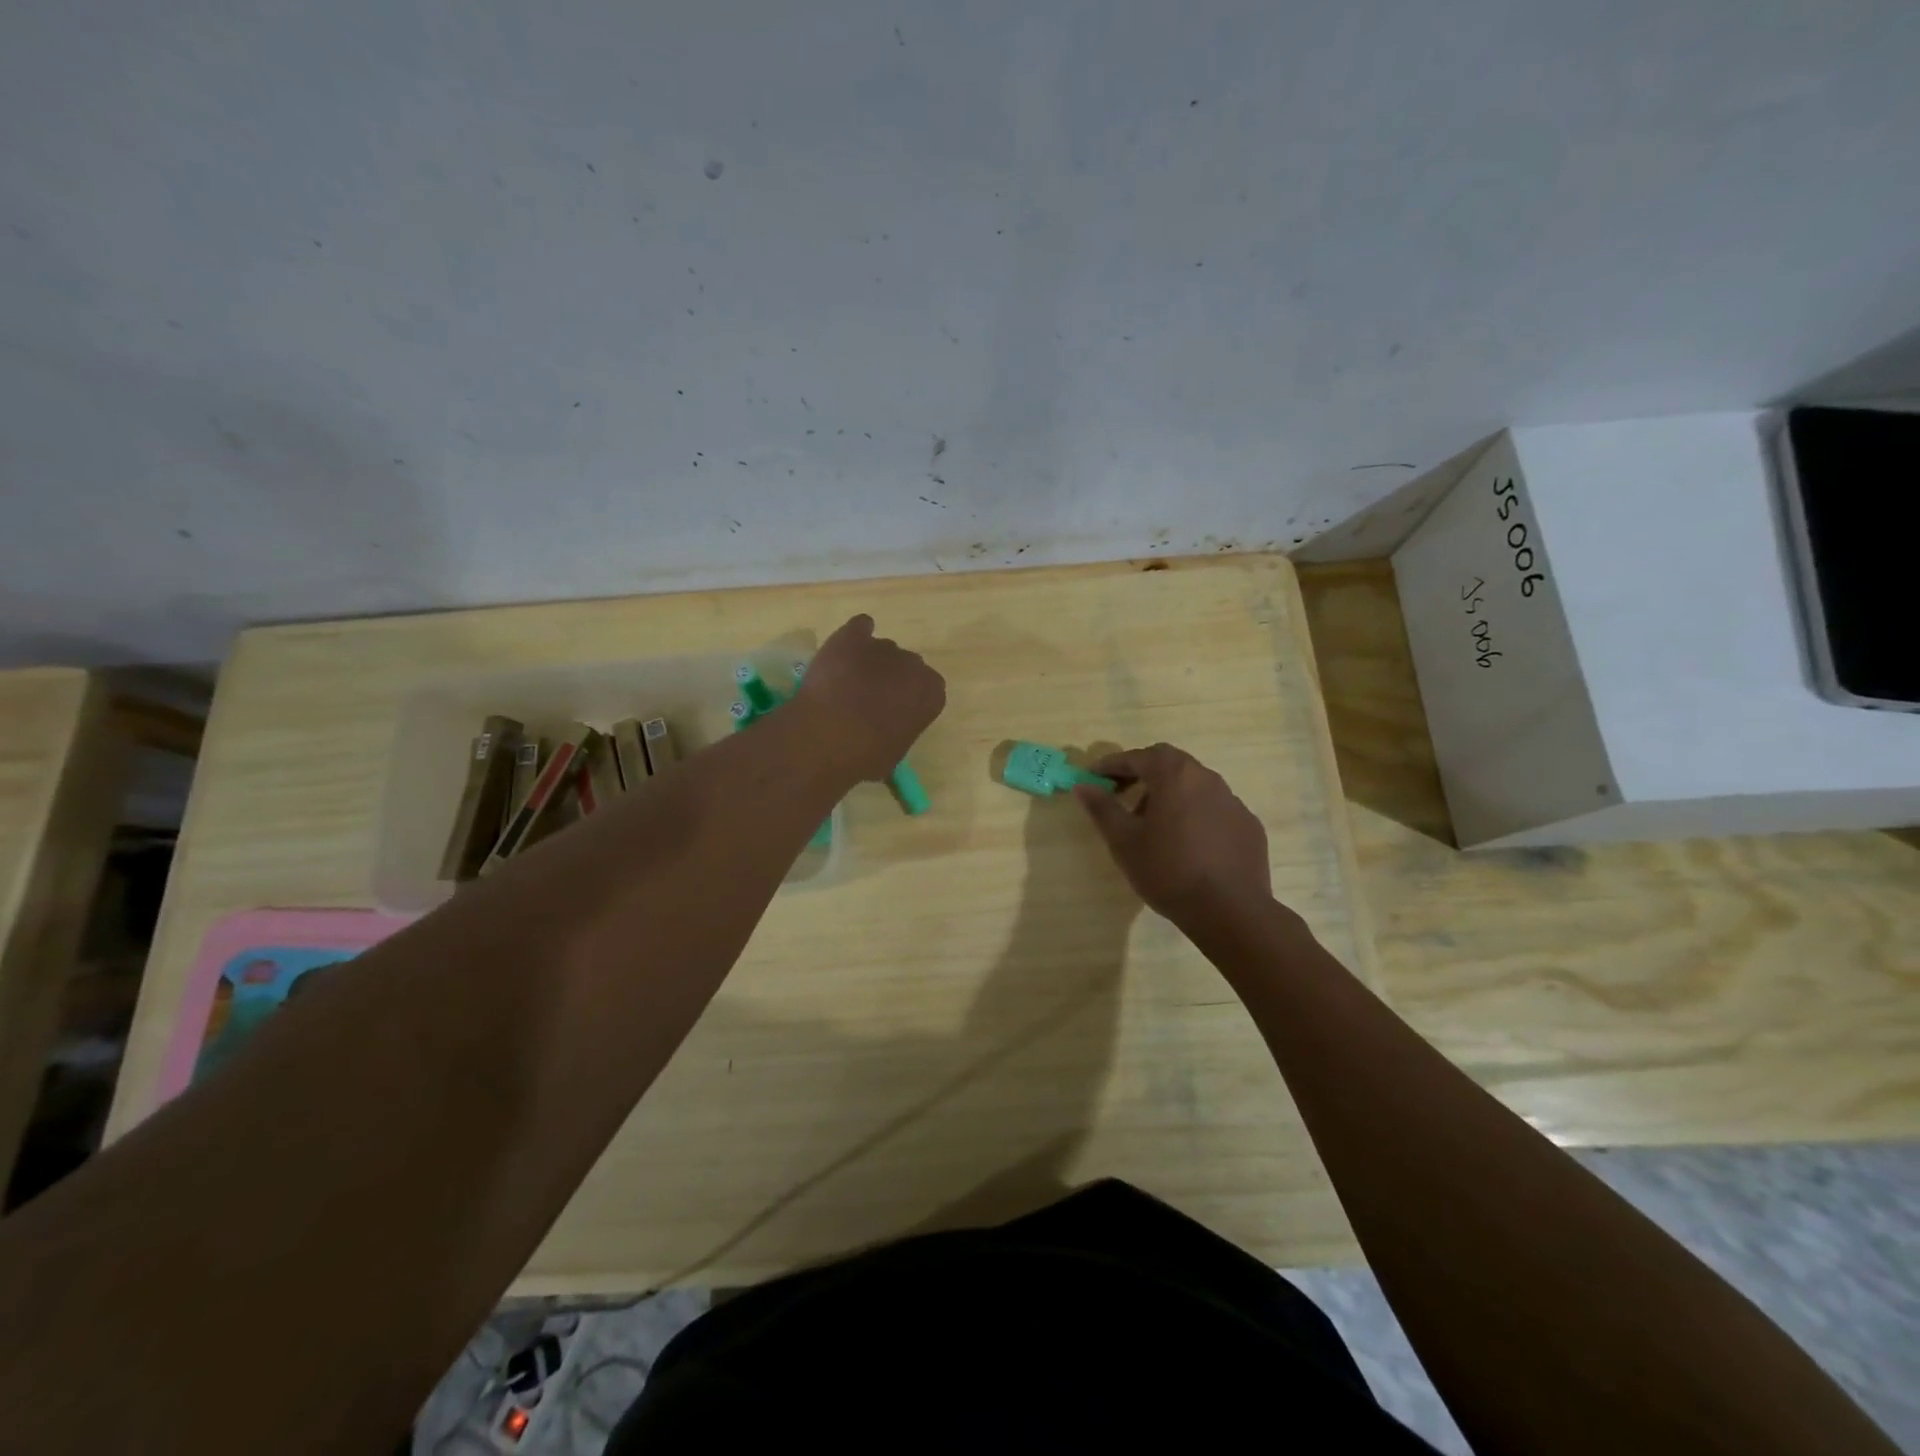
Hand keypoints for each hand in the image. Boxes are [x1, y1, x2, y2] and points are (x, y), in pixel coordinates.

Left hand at [792, 614, 945, 782]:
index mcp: (931, 692)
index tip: (895, 713)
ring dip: (870, 661)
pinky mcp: (852, 636)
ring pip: (881, 649)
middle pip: (906, 665)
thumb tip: (889, 732)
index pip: (928, 689)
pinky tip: (844, 650)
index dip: (909, 700)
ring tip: (846, 682)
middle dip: (892, 678)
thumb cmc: (867, 755)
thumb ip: (900, 732)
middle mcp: (913, 663)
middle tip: (869, 699)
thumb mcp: (895, 754)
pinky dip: (855, 635)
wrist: (828, 735)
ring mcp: (882, 646)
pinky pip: (860, 626)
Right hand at [1074, 744, 1271, 924]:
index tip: (1095, 776)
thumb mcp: (1124, 841)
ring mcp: (1232, 801)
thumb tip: (1083, 786)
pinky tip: (1187, 843)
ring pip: (1194, 785)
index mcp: (1175, 775)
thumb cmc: (1168, 871)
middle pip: (1169, 764)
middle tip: (1122, 793)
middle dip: (1142, 773)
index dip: (1113, 764)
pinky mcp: (1248, 825)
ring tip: (1153, 823)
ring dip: (1170, 794)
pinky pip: (1214, 808)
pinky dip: (1194, 814)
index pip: (1138, 757)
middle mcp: (1207, 779)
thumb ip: (1102, 808)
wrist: (1229, 911)